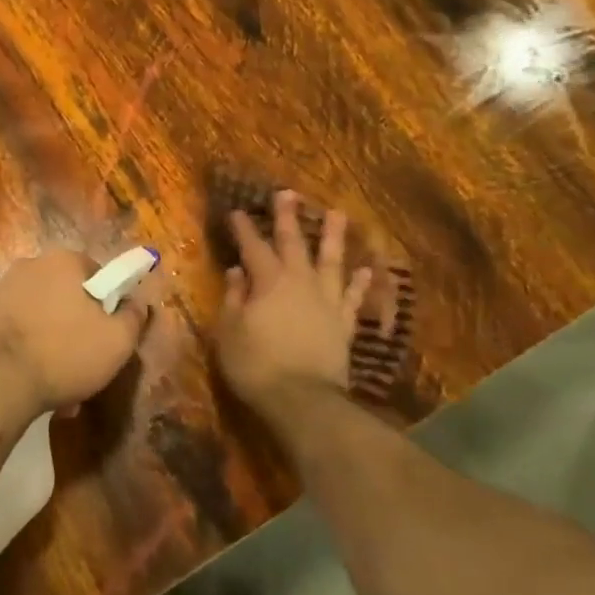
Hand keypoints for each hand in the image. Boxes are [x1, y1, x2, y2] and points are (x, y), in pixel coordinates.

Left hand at [0, 251, 152, 414]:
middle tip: (85, 362)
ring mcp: (0, 289)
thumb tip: (138, 302)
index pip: (98, 274)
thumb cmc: (64, 353)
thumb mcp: (117, 341)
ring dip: (52, 341)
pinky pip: (15, 330)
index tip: (109, 334)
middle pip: (66, 294)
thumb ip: (134, 317)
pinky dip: (26, 350)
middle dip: (77, 325)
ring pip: (40, 316)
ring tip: (57, 383)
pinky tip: (30, 381)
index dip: (108, 305)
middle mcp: (30, 265)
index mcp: (64, 261)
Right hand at [217, 192, 371, 418]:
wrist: (303, 400)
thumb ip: (233, 298)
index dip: (244, 228)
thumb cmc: (256, 364)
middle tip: (288, 193)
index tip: (237, 210)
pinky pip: (353, 297)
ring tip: (338, 214)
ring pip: (331, 261)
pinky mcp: (344, 324)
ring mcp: (326, 302)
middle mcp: (300, 282)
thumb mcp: (229, 331)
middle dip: (288, 217)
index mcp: (268, 281)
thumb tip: (237, 272)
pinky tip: (365, 268)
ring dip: (333, 237)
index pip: (253, 247)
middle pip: (294, 243)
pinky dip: (358, 282)